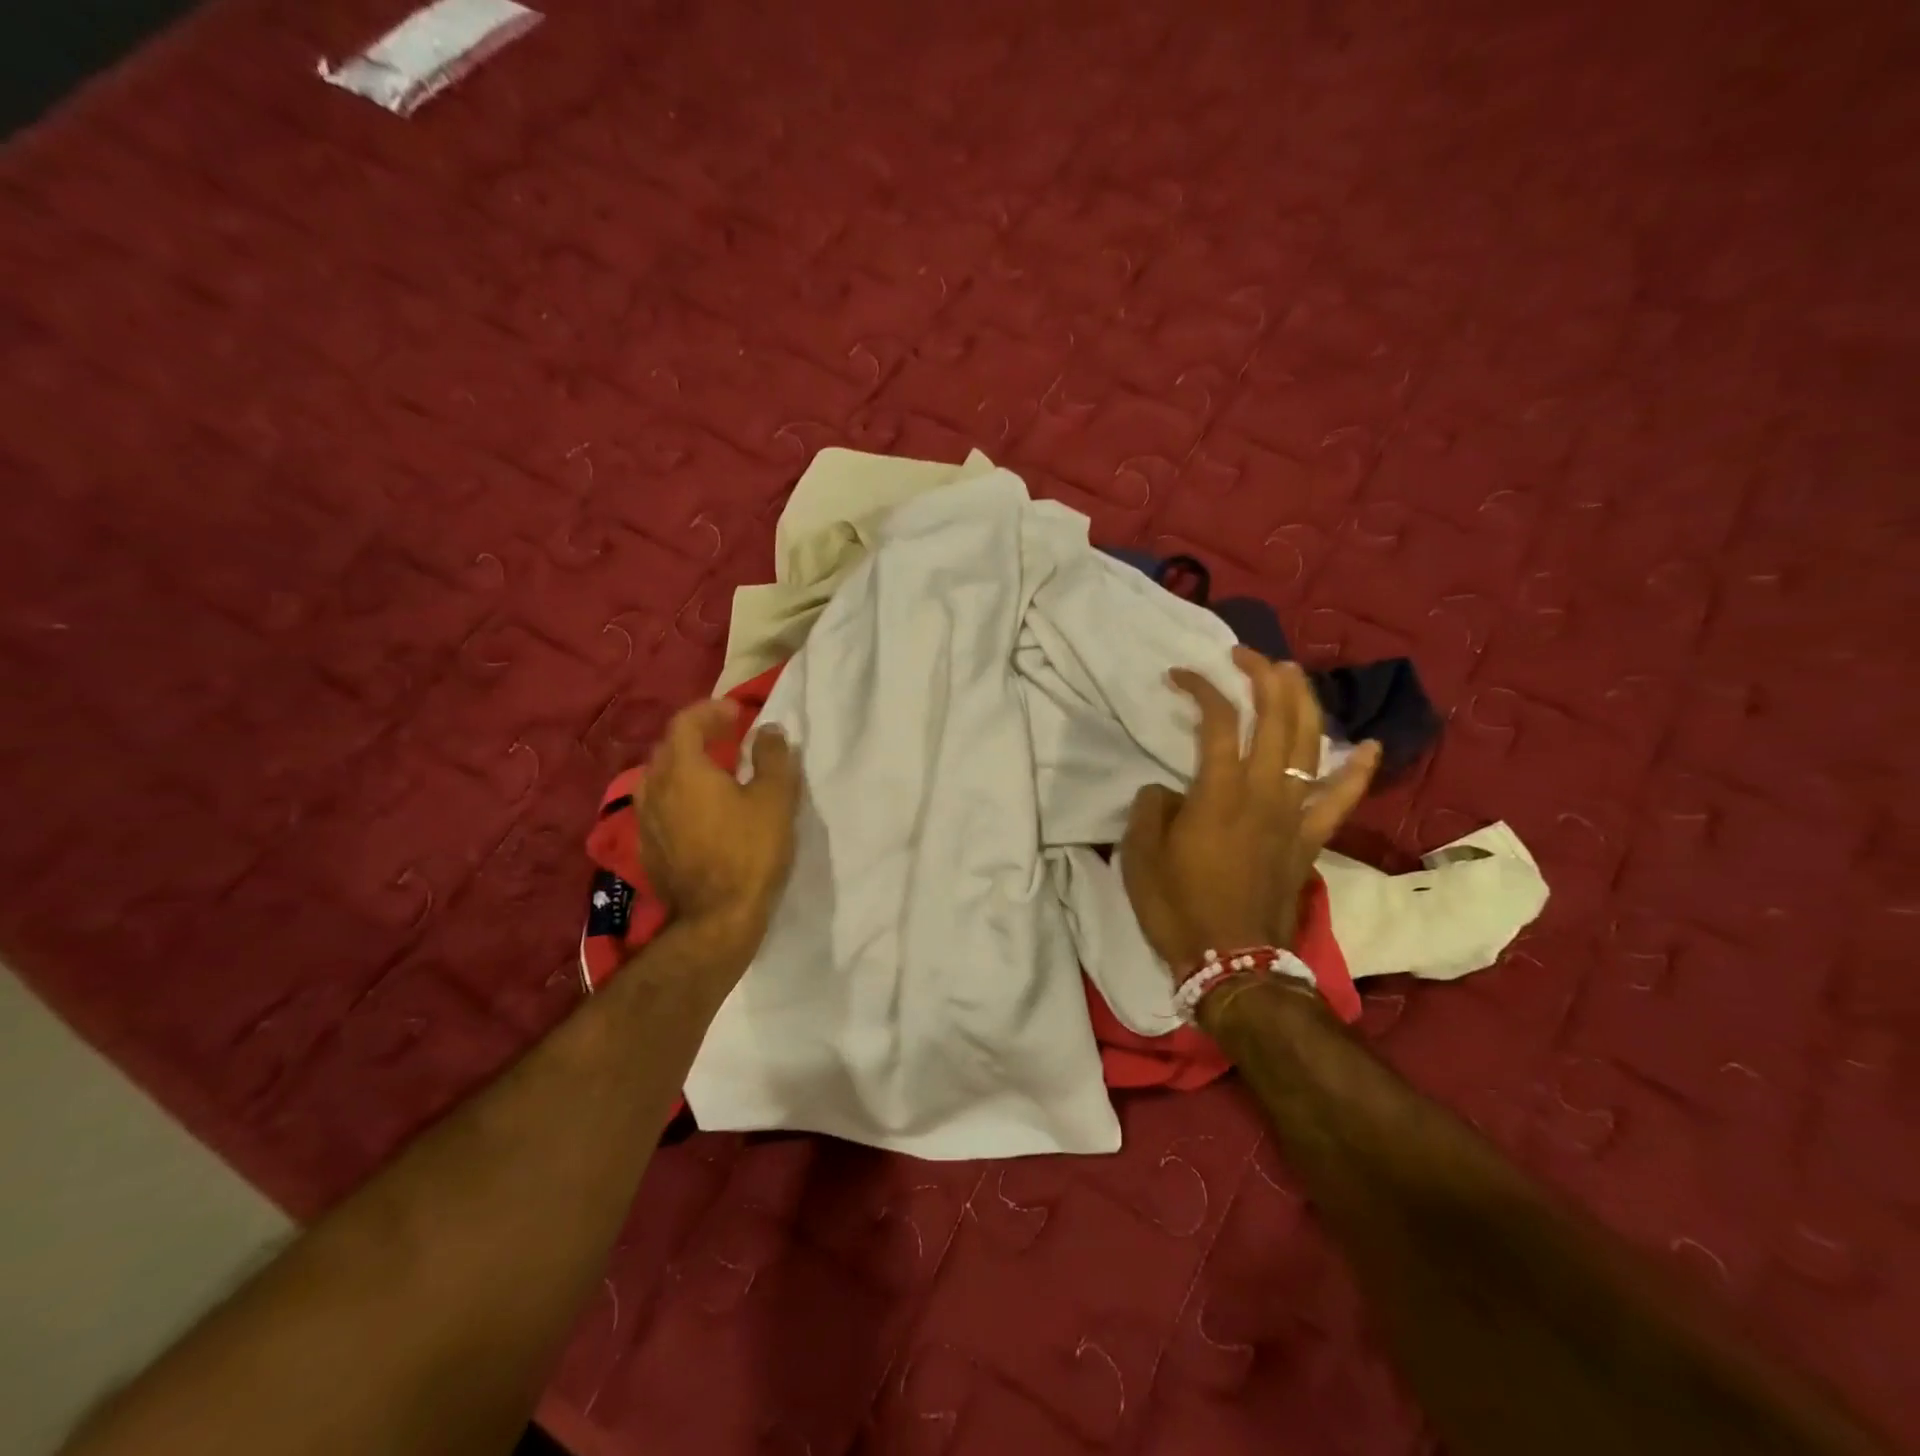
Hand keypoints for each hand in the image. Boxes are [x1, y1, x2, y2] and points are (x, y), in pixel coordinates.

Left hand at [635, 698, 800, 955]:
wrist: (717, 919)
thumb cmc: (750, 852)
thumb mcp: (775, 799)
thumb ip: (773, 757)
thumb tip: (768, 731)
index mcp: (683, 770)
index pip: (686, 723)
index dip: (711, 711)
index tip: (737, 713)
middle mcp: (655, 789)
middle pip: (669, 748)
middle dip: (698, 735)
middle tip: (728, 737)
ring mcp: (646, 821)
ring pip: (660, 778)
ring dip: (685, 766)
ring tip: (713, 773)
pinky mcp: (647, 849)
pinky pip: (659, 806)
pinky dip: (678, 795)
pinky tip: (699, 812)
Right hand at [1122, 647, 1380, 971]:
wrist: (1233, 962)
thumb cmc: (1178, 907)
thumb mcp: (1140, 855)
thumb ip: (1152, 808)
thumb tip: (1168, 790)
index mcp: (1217, 794)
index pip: (1215, 723)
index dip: (1200, 689)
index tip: (1180, 675)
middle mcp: (1263, 793)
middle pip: (1274, 719)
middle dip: (1262, 677)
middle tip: (1246, 655)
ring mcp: (1294, 815)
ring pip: (1311, 745)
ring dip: (1303, 703)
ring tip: (1293, 674)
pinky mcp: (1310, 838)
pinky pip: (1341, 798)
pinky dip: (1357, 770)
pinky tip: (1368, 745)